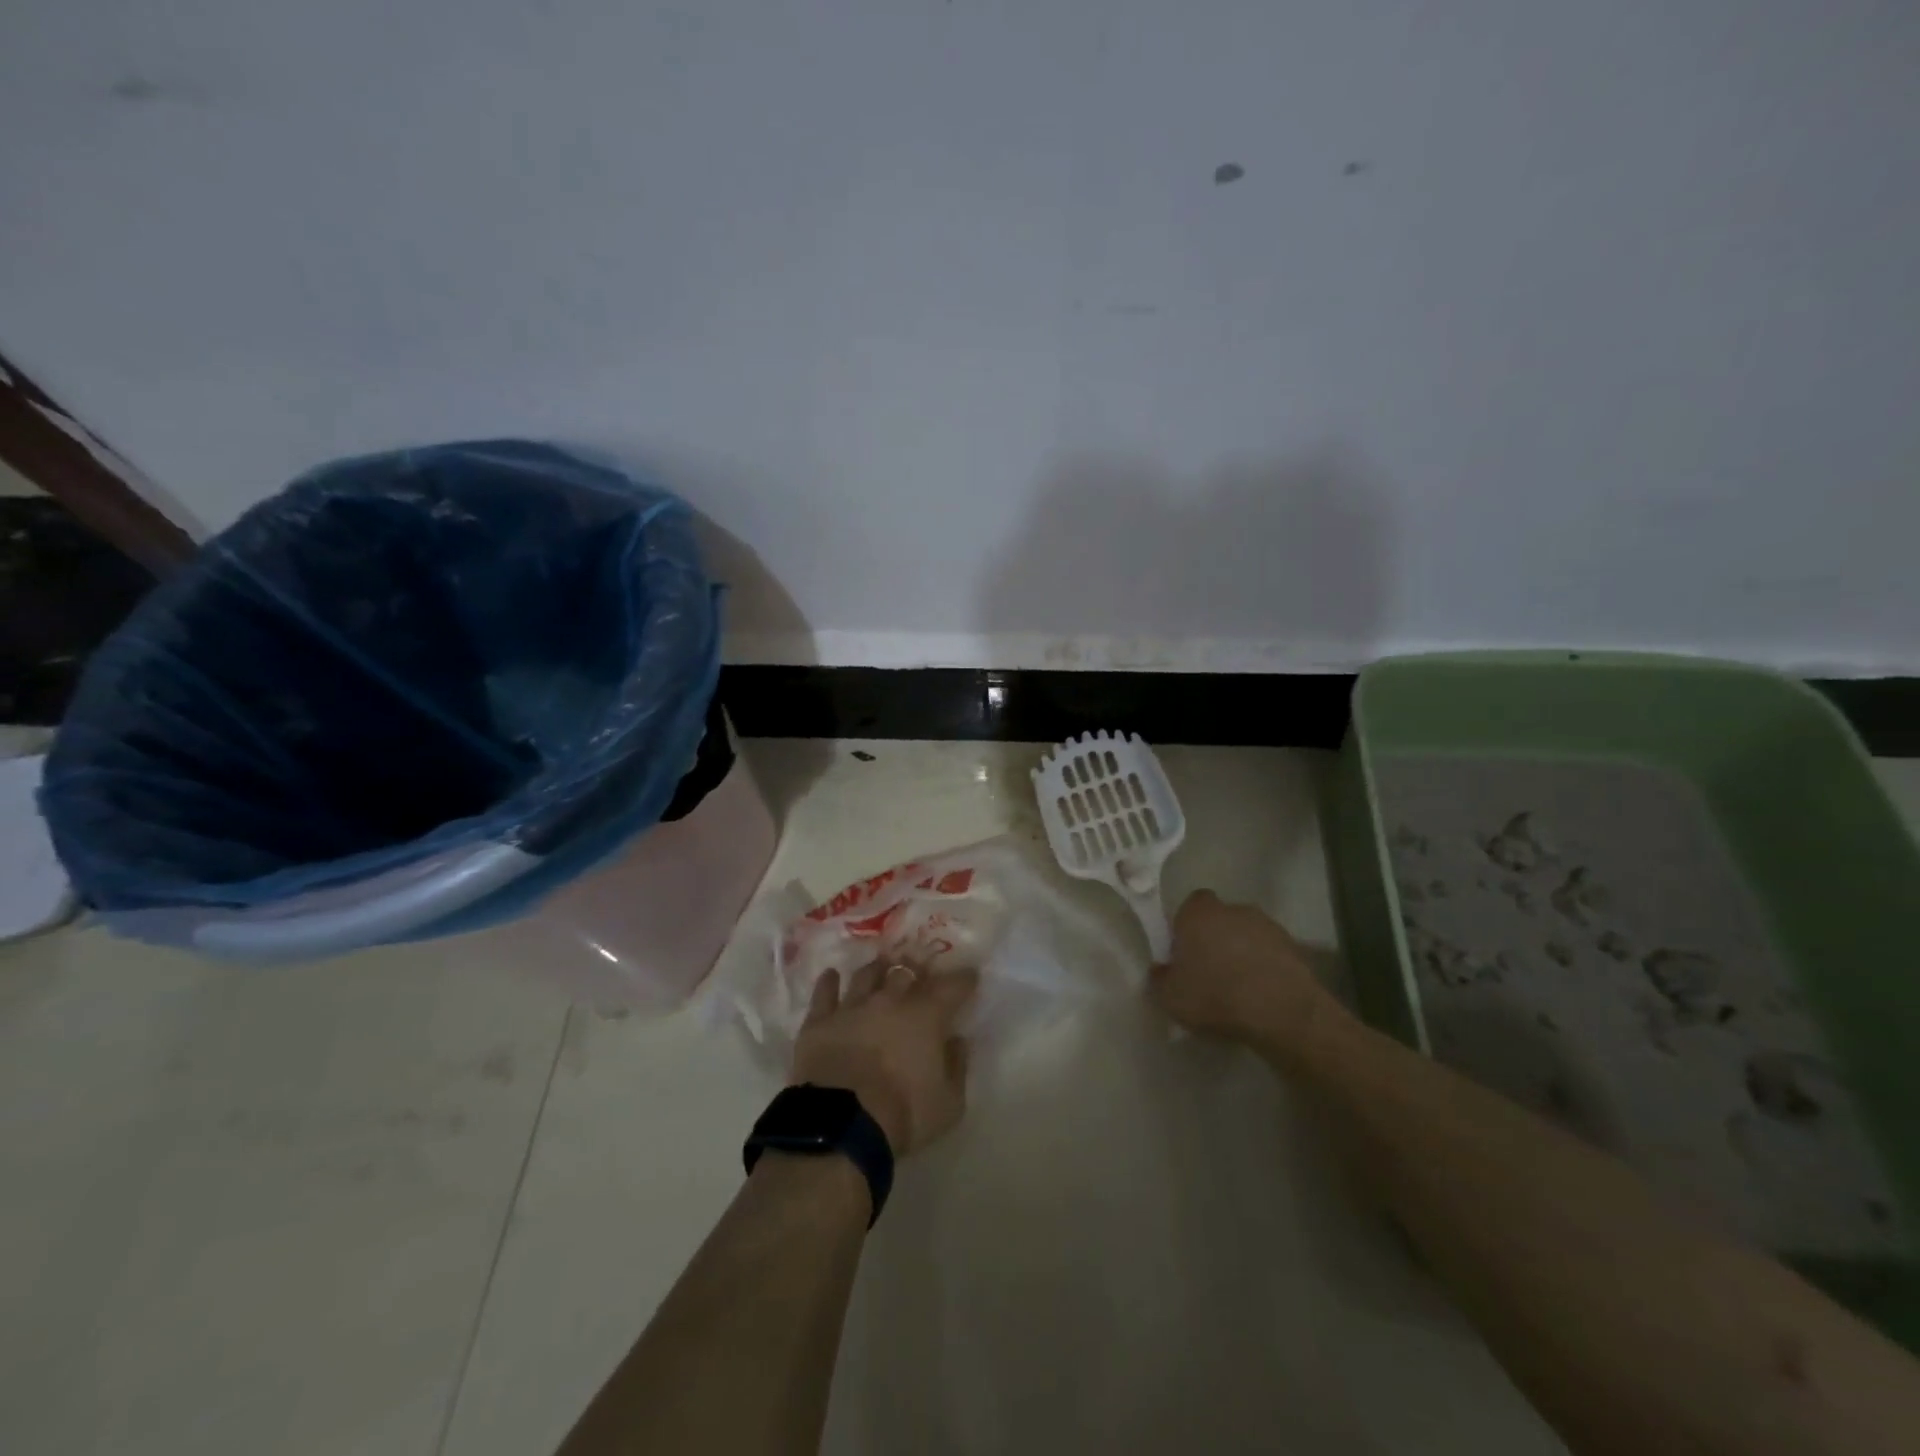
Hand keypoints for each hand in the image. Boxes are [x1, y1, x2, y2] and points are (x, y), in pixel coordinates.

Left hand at [791, 961, 977, 1156]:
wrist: (841, 1124)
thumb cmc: (903, 1114)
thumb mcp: (949, 1104)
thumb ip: (957, 1067)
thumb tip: (957, 1040)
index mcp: (927, 1015)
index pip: (952, 986)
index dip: (963, 979)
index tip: (969, 975)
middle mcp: (890, 1000)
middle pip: (907, 973)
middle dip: (916, 971)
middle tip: (920, 973)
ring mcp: (853, 1006)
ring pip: (867, 975)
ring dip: (877, 970)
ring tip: (881, 967)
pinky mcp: (820, 1019)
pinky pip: (824, 992)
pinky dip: (829, 982)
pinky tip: (831, 976)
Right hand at [1150, 890, 1338, 1048]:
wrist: (1282, 1011)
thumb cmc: (1216, 996)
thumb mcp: (1170, 997)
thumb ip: (1159, 979)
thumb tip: (1160, 970)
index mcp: (1199, 913)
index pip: (1190, 905)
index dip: (1186, 926)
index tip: (1185, 952)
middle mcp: (1234, 909)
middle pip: (1220, 918)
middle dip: (1216, 939)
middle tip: (1210, 971)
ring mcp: (1268, 926)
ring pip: (1248, 935)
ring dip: (1243, 953)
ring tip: (1240, 987)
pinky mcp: (1295, 947)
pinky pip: (1272, 954)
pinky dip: (1267, 968)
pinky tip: (1263, 994)